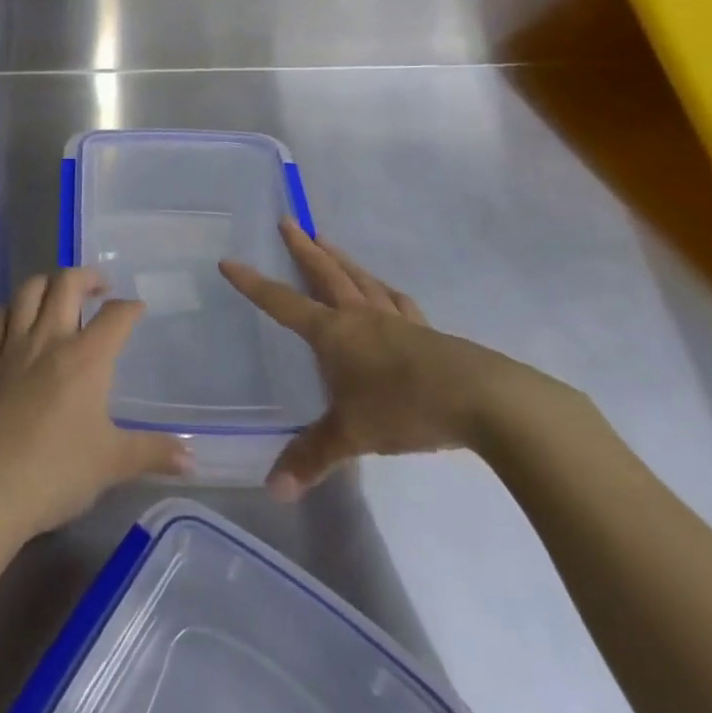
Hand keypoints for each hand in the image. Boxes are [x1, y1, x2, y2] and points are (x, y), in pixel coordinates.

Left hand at [0, 268, 190, 547]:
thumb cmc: (56, 473)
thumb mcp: (112, 464)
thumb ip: (153, 453)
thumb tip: (192, 457)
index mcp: (85, 359)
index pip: (115, 316)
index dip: (130, 307)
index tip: (137, 309)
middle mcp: (49, 340)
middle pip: (66, 284)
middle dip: (87, 276)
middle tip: (100, 287)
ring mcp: (12, 348)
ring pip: (28, 291)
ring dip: (48, 282)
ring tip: (60, 293)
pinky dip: (13, 310)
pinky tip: (19, 319)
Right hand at [221, 221, 524, 500]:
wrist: (482, 400)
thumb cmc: (404, 408)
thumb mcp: (352, 435)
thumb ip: (313, 457)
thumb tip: (273, 491)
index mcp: (334, 333)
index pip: (283, 303)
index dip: (254, 284)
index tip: (229, 261)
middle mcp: (360, 316)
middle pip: (326, 273)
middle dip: (303, 248)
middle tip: (288, 221)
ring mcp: (396, 320)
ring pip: (361, 279)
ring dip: (341, 258)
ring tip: (327, 241)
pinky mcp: (427, 332)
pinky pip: (397, 301)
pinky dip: (384, 290)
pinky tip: (386, 291)